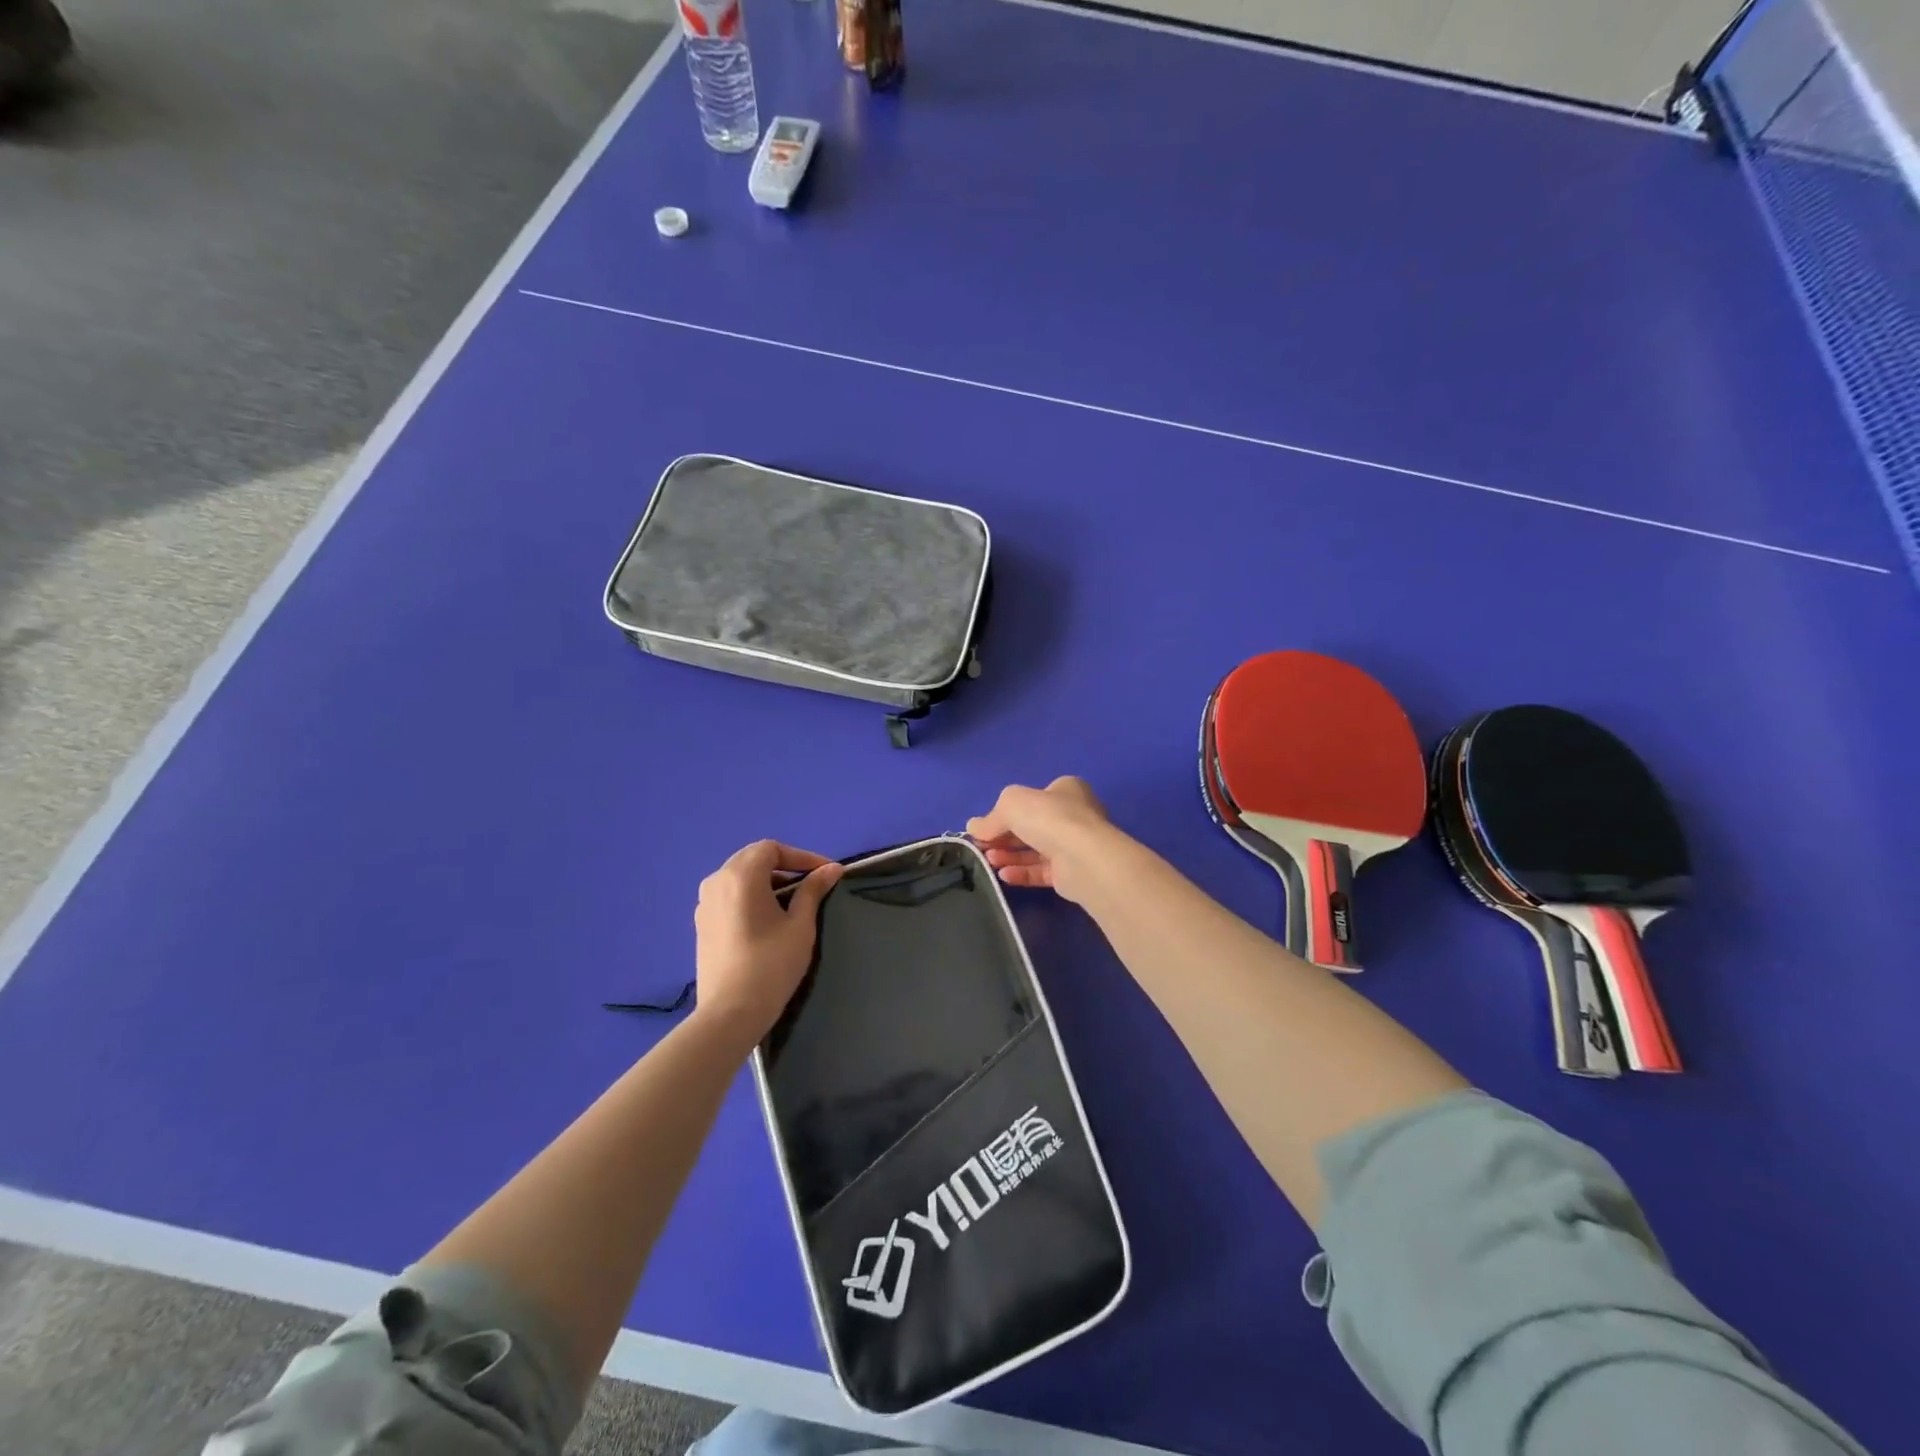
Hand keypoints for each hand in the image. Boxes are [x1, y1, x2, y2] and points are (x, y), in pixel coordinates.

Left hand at [693, 841, 842, 1044]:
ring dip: (767, 881)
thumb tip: (832, 868)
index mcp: (740, 875)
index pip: (772, 849)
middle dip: (784, 866)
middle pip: (753, 859)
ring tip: (792, 902)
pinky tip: (767, 919)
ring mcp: (704, 904)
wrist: (730, 1013)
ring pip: (739, 878)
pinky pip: (729, 896)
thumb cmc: (771, 964)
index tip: (825, 873)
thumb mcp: (800, 925)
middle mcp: (716, 881)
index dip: (801, 856)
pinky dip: (750, 896)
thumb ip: (813, 890)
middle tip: (811, 884)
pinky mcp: (702, 924)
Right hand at [966, 777, 1119, 904]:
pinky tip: (1004, 875)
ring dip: (1010, 855)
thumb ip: (991, 817)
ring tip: (989, 861)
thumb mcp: (1011, 804)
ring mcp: (1074, 845)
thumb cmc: (1048, 817)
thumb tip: (973, 827)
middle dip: (1004, 836)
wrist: (1082, 858)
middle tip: (982, 846)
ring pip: (1035, 850)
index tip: (984, 826)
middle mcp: (1074, 815)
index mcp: (1066, 790)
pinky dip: (1021, 872)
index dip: (1006, 811)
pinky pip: (1041, 871)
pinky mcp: (1072, 872)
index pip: (1032, 798)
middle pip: (1031, 825)